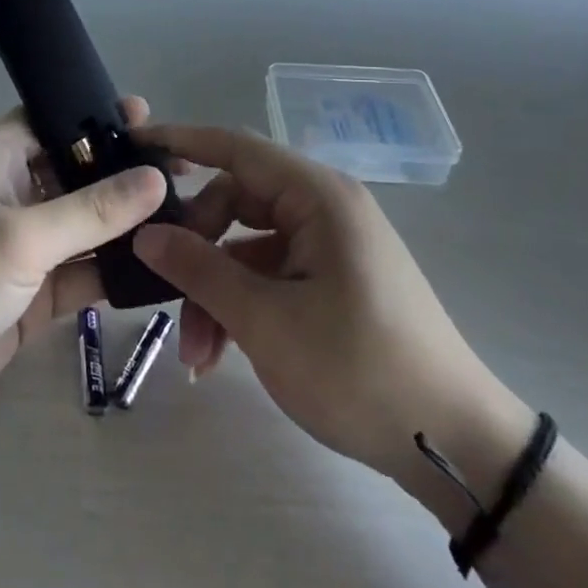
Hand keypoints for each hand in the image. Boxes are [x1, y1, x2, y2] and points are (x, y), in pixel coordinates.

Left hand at [0, 101, 169, 454]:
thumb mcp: (18, 239)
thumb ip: (91, 210)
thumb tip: (156, 176)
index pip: (50, 119)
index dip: (95, 115)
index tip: (150, 121)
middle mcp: (9, 196)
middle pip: (75, 172)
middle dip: (123, 172)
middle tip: (183, 173)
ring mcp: (21, 248)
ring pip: (83, 225)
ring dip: (125, 225)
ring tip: (188, 218)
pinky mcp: (30, 294)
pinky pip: (81, 272)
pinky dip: (113, 271)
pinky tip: (160, 269)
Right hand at [129, 125, 534, 524]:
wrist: (455, 445)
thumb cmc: (359, 370)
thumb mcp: (266, 321)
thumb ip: (200, 269)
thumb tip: (146, 234)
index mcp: (318, 196)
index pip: (235, 146)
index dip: (180, 141)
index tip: (132, 144)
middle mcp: (324, 207)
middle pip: (235, 202)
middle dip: (196, 250)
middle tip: (164, 296)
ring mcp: (329, 244)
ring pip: (247, 246)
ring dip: (215, 290)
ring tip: (197, 355)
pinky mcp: (332, 278)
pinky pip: (270, 273)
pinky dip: (241, 304)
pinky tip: (220, 354)